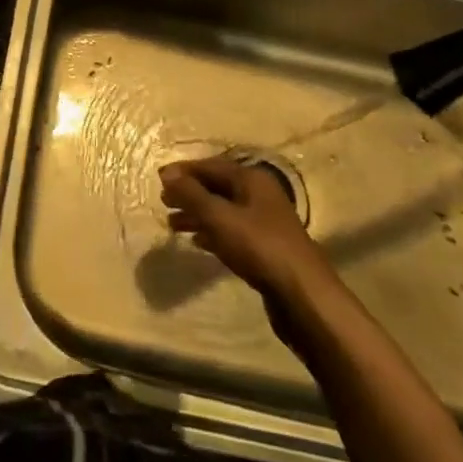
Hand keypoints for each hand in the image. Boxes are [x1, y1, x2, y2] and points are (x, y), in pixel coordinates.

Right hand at [159, 155, 318, 297]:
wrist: (304, 296)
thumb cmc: (259, 247)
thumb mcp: (219, 217)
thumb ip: (191, 194)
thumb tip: (167, 173)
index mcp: (252, 180)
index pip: (211, 166)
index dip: (183, 171)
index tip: (158, 179)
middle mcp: (260, 195)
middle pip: (217, 187)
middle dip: (189, 193)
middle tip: (164, 203)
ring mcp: (265, 222)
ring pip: (223, 211)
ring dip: (197, 214)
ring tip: (173, 225)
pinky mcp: (266, 248)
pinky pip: (232, 231)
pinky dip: (212, 232)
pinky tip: (198, 242)